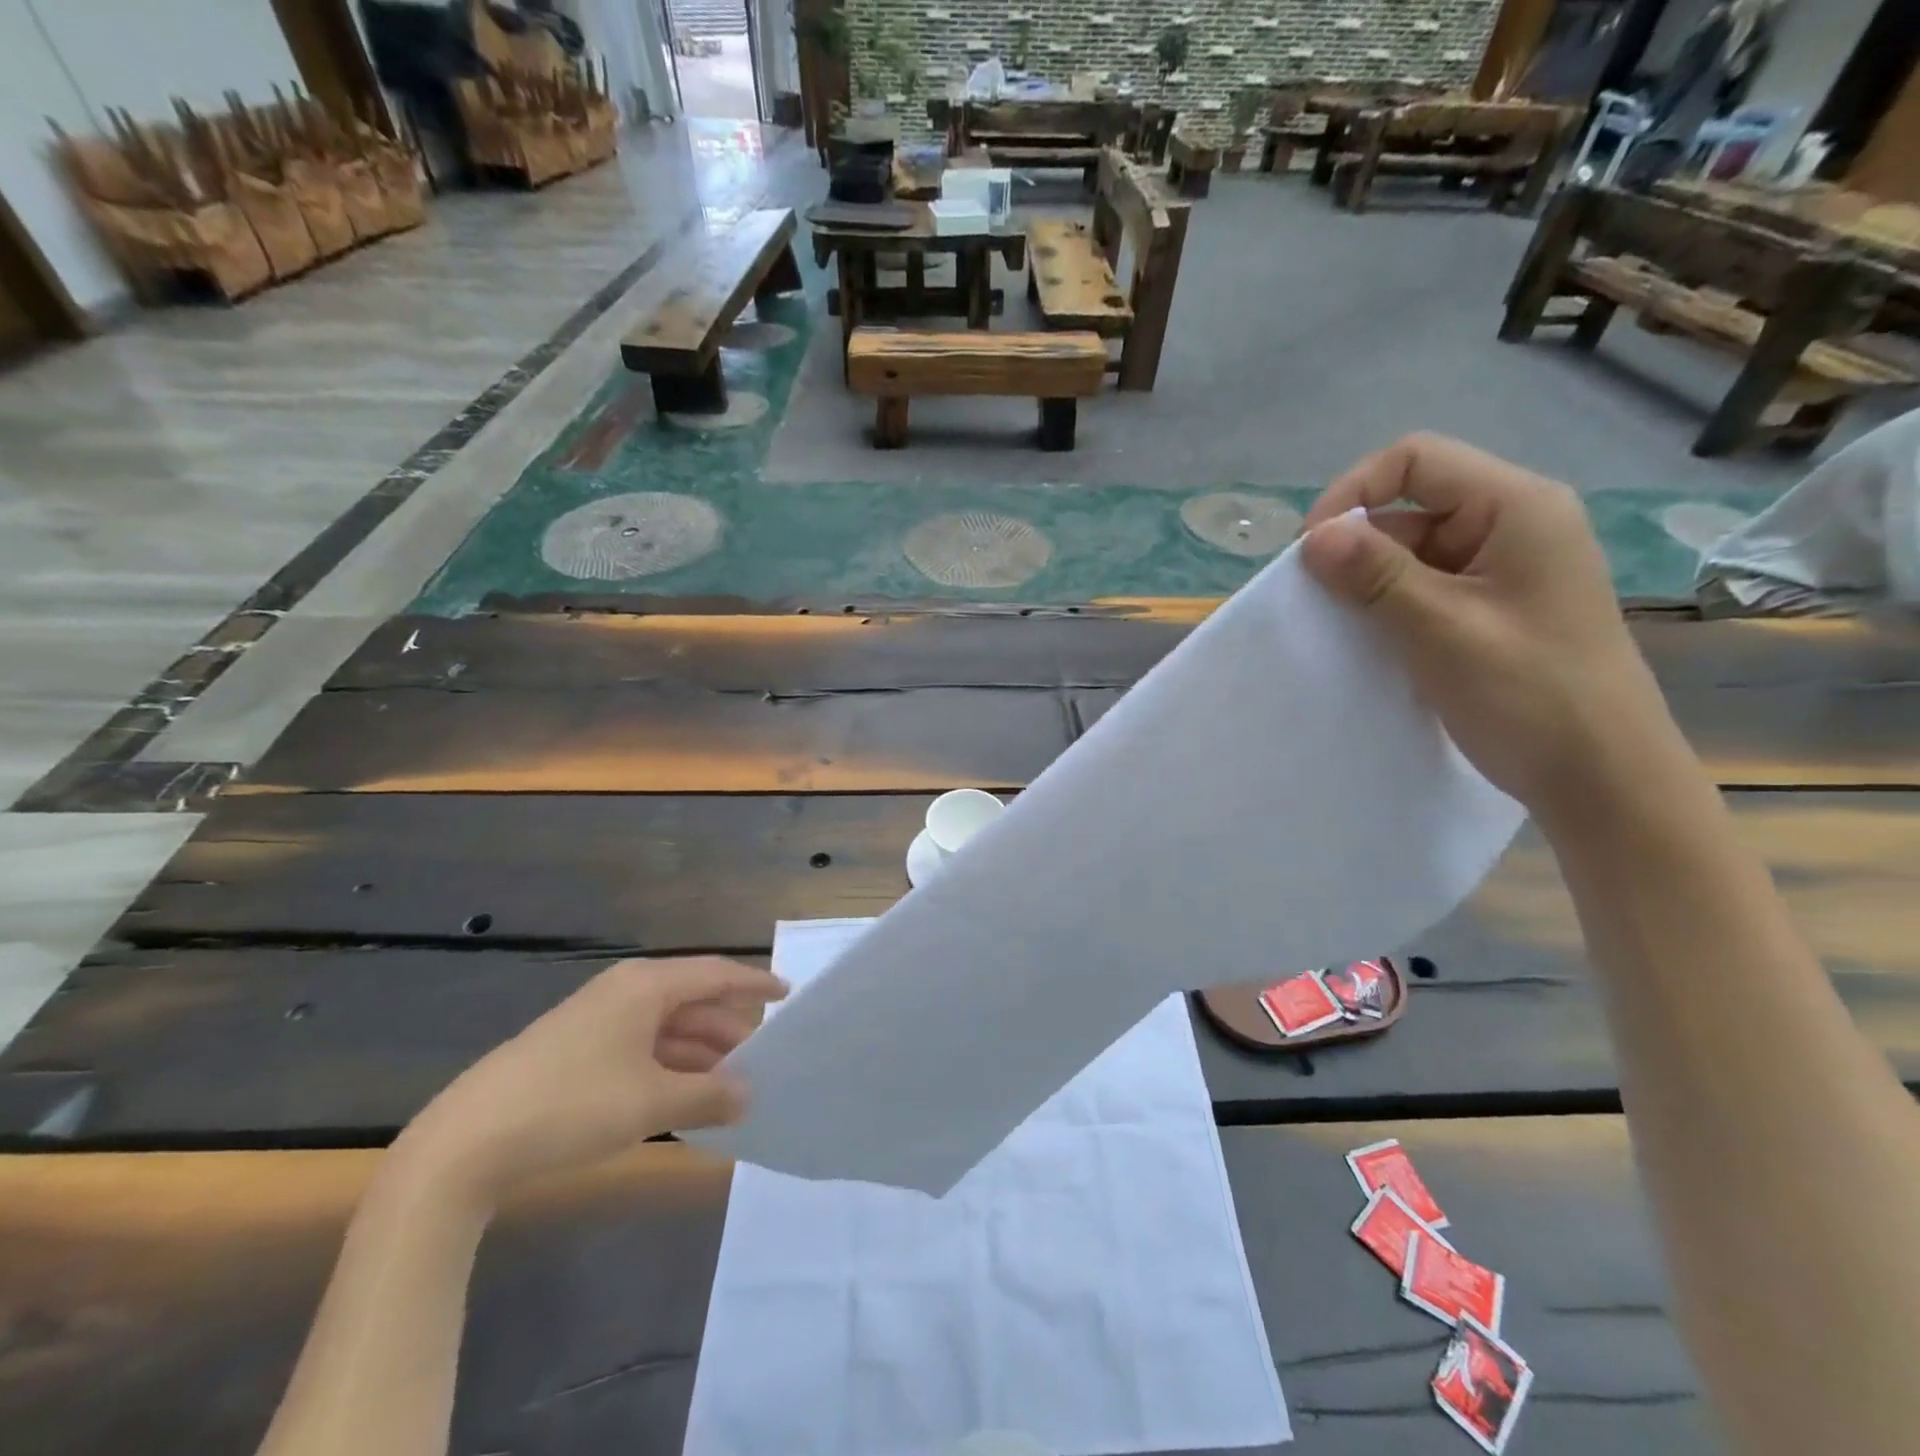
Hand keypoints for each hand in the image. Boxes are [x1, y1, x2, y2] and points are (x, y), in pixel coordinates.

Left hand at [398, 956, 785, 1206]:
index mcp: (646, 986)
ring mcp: (598, 1022)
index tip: (788, 995)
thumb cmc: (571, 1105)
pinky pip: (641, 1050)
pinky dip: (669, 1070)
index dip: (755, 984)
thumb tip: (750, 1094)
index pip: (716, 974)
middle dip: (729, 1030)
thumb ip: (709, 1095)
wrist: (464, 1144)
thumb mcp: (651, 1102)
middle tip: (764, 1059)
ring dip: (700, 1055)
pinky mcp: (577, 1052)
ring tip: (733, 1087)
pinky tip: (684, 1101)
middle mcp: (625, 993)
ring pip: (667, 1029)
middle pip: (693, 1002)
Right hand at [1301, 433, 1674, 816]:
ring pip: (1412, 549)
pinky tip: (1370, 639)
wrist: (1599, 775)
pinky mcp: (1492, 605)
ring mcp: (1503, 567)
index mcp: (1516, 508)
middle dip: (1356, 545)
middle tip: (1318, 601)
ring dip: (1368, 581)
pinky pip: (1424, 585)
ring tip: (1342, 627)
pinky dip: (1388, 606)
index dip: (1353, 493)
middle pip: (1411, 505)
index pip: (1416, 460)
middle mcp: (1512, 524)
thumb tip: (1313, 537)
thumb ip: (1376, 576)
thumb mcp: (1443, 629)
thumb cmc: (1530, 694)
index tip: (1311, 552)